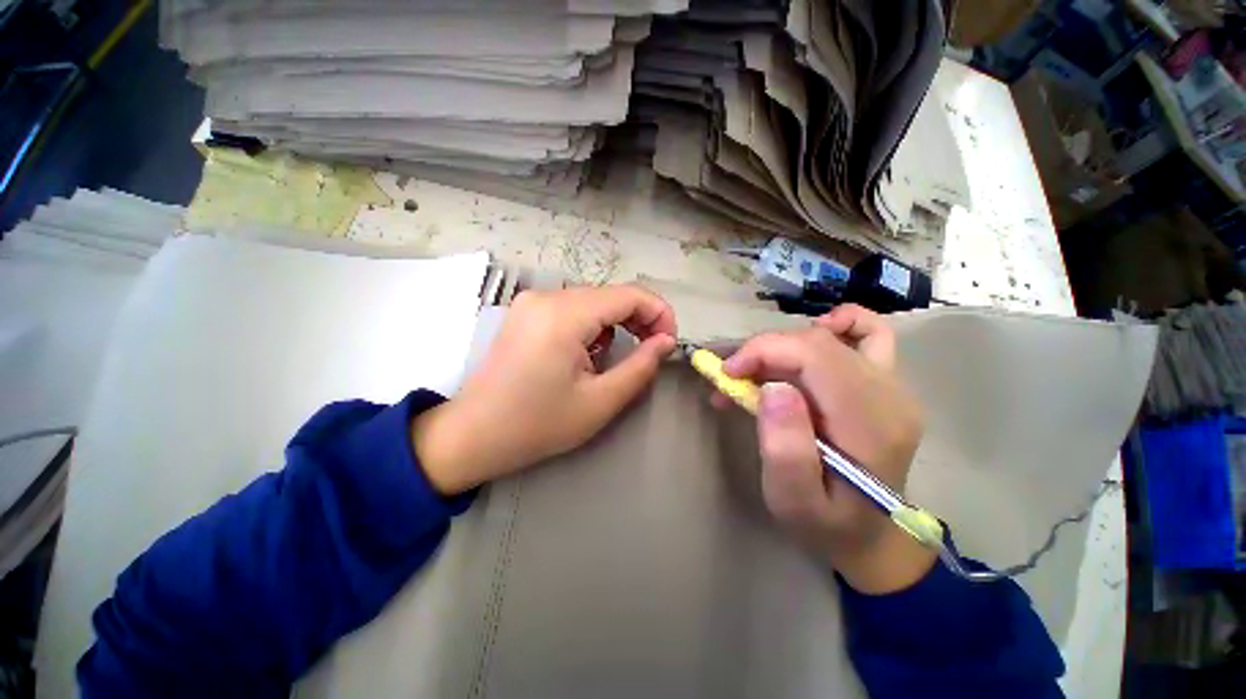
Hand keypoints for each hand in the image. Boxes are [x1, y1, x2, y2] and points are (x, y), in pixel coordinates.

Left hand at [413, 284, 676, 494]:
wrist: (474, 434)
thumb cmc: (537, 424)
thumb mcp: (600, 401)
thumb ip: (641, 366)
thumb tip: (666, 341)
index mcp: (564, 315)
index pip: (629, 294)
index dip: (659, 313)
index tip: (669, 342)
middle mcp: (547, 296)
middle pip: (610, 295)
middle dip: (639, 319)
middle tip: (652, 351)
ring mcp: (532, 302)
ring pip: (593, 301)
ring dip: (616, 323)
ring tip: (617, 357)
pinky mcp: (526, 312)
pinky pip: (572, 308)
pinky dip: (593, 325)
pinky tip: (589, 353)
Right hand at [719, 304, 934, 593]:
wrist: (873, 538)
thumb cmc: (826, 524)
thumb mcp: (793, 501)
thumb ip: (785, 447)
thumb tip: (773, 388)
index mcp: (868, 424)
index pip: (815, 355)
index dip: (764, 351)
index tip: (727, 373)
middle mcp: (889, 395)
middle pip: (818, 342)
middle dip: (765, 350)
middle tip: (732, 379)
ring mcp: (894, 386)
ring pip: (834, 336)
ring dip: (784, 345)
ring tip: (757, 371)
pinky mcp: (887, 385)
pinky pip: (870, 335)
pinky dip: (838, 325)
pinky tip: (814, 336)